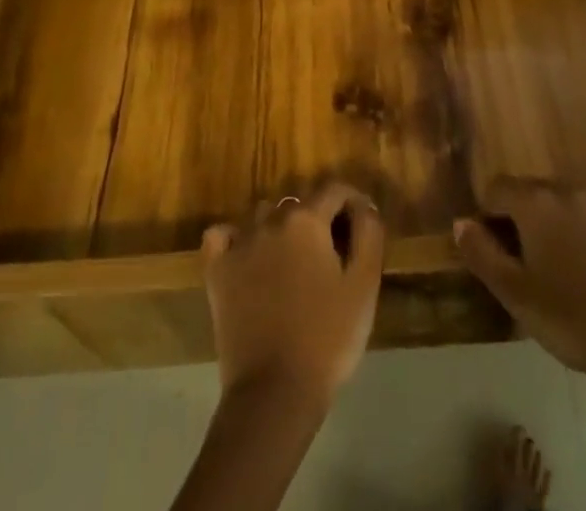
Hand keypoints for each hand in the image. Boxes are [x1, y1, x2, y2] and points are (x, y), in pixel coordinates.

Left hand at [201, 183, 384, 405]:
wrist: (274, 394)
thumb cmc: (327, 338)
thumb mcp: (364, 285)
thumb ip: (369, 233)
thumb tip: (364, 205)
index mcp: (307, 220)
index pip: (334, 191)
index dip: (352, 202)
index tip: (361, 225)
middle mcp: (270, 220)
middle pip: (300, 204)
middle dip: (319, 219)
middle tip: (332, 255)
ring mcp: (239, 244)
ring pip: (264, 216)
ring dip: (281, 228)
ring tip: (294, 262)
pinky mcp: (216, 271)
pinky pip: (222, 236)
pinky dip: (234, 238)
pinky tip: (247, 256)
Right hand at [453, 180, 585, 384]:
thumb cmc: (574, 319)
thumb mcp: (517, 295)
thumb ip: (482, 254)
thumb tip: (461, 222)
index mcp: (535, 202)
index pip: (496, 189)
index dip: (489, 217)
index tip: (497, 253)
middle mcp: (565, 187)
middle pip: (530, 192)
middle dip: (522, 219)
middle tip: (529, 265)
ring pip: (562, 200)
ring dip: (554, 222)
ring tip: (564, 267)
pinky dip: (584, 226)